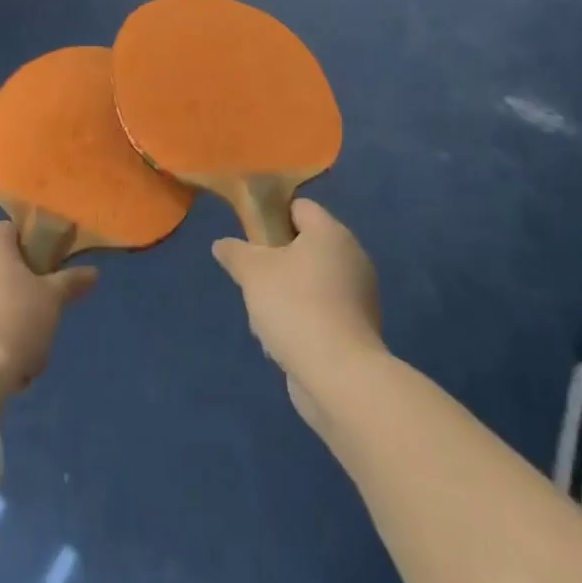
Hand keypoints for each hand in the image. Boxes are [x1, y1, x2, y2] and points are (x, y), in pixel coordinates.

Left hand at [0, 221, 96, 415]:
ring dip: (1, 320)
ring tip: (18, 357)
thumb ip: (70, 281)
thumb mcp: (52, 300)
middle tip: (36, 324)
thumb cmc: (14, 321)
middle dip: (18, 295)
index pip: (17, 235)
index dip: (37, 259)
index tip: (48, 287)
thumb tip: (92, 272)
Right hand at [212, 199, 382, 428]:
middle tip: (253, 277)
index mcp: (331, 233)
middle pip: (304, 245)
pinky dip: (302, 319)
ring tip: (263, 315)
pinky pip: (322, 311)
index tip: (249, 236)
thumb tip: (222, 244)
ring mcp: (359, 296)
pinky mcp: (358, 329)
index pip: (299, 207)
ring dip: (285, 293)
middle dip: (275, 260)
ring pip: (310, 281)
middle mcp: (352, 258)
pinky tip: (282, 339)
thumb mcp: (252, 271)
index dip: (272, 215)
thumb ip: (235, 252)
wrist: (338, 376)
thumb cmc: (294, 305)